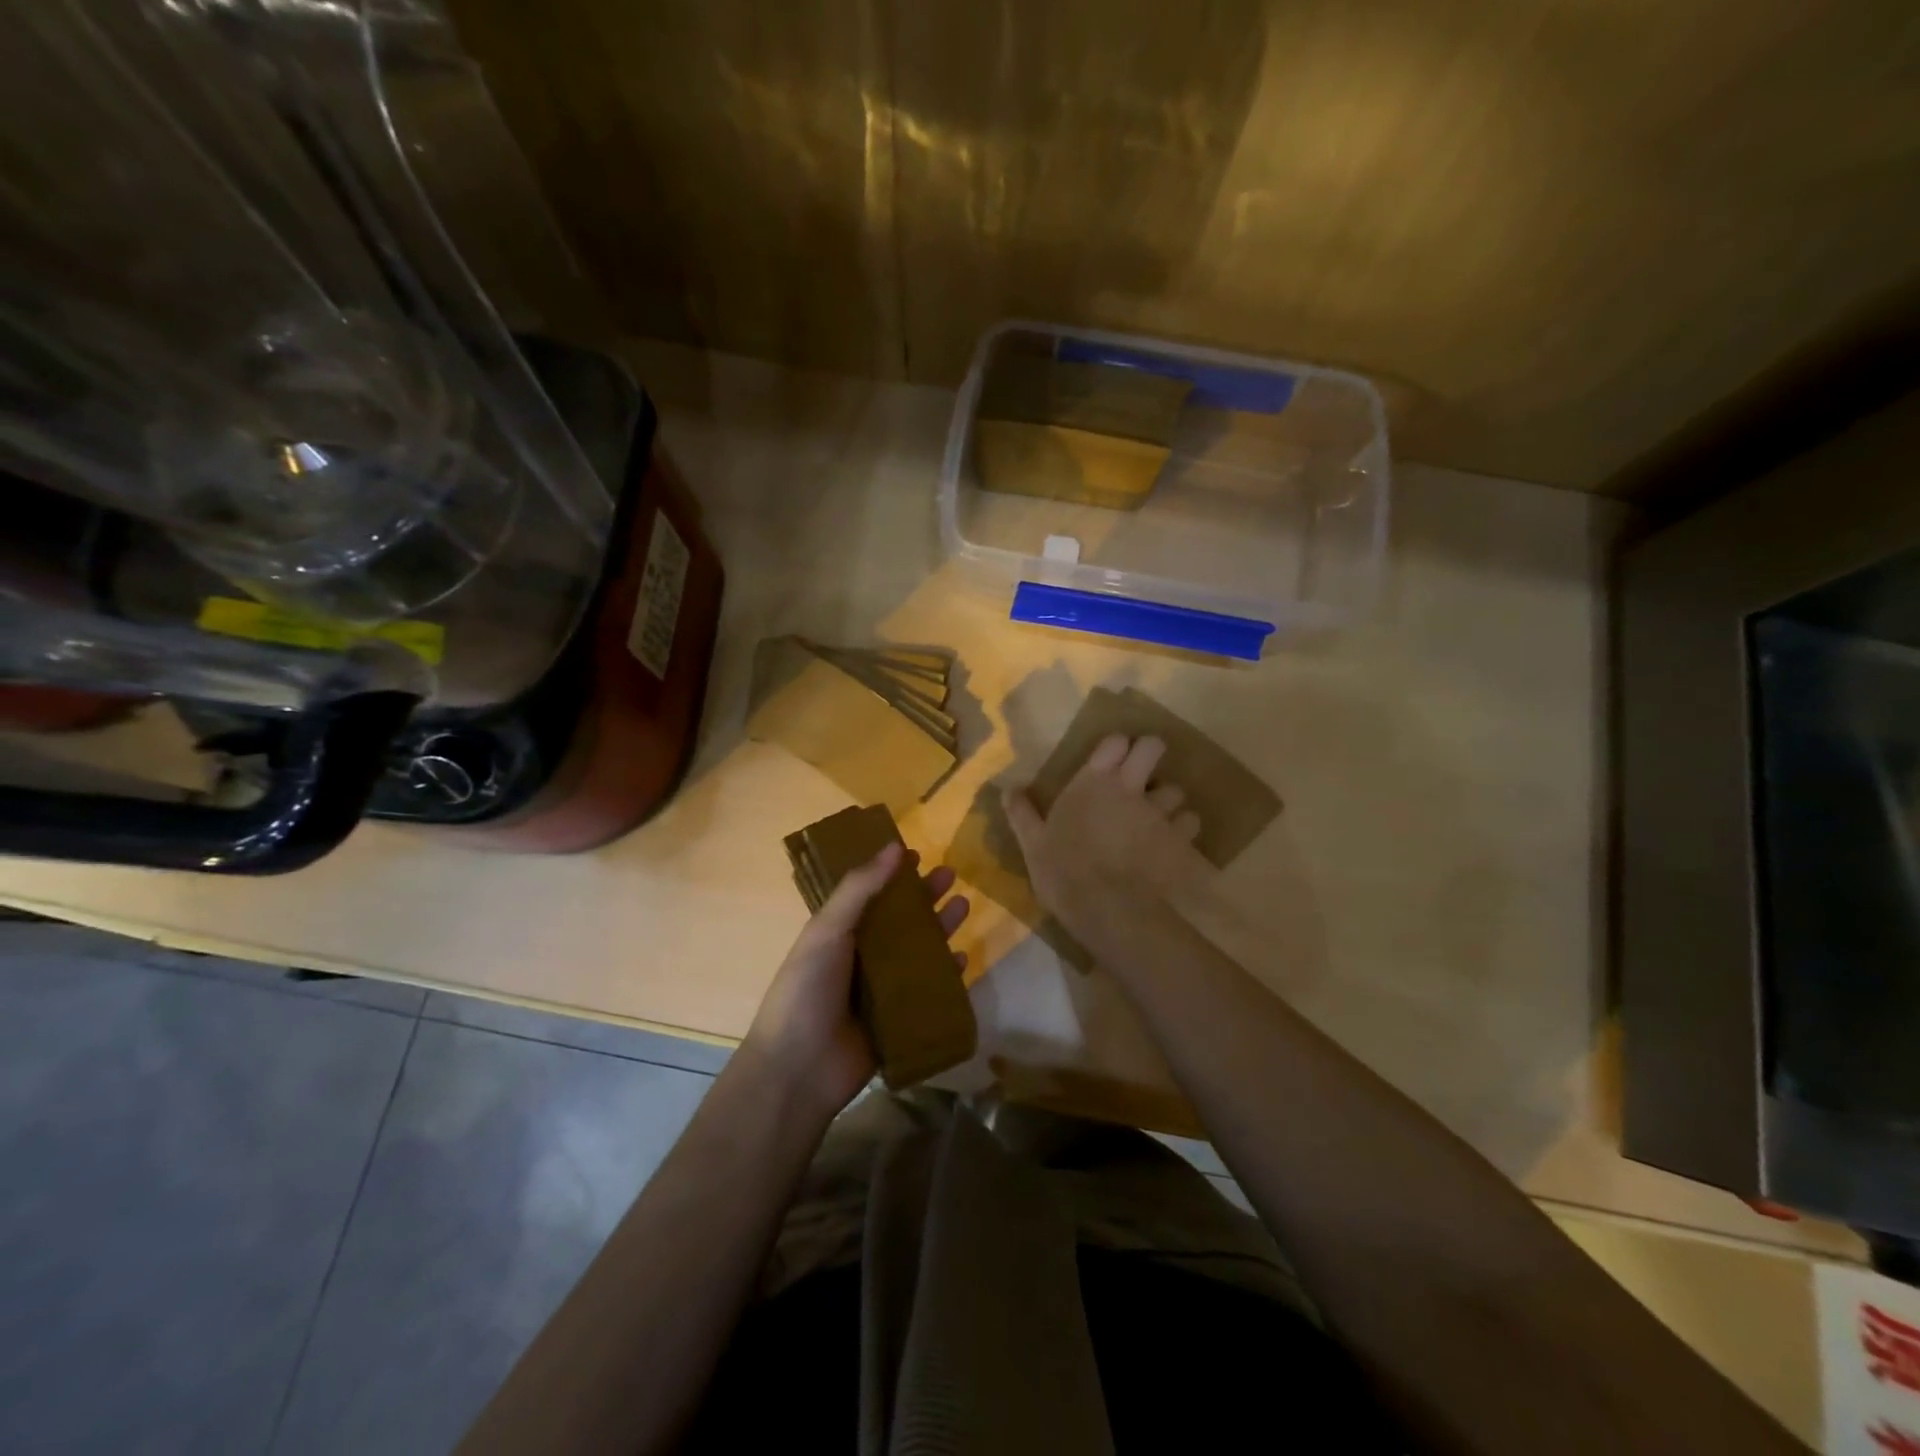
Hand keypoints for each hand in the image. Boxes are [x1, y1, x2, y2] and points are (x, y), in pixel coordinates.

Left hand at [740, 842, 969, 1122]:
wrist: (799, 1069)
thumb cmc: (806, 990)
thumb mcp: (827, 930)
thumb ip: (859, 889)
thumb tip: (894, 847)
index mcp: (838, 933)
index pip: (870, 894)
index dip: (892, 874)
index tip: (918, 853)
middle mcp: (861, 957)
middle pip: (900, 920)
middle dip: (924, 898)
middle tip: (951, 875)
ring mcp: (881, 990)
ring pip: (918, 952)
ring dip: (940, 929)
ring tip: (963, 906)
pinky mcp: (898, 1020)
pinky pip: (928, 992)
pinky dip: (946, 976)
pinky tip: (963, 960)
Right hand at [1004, 734, 1205, 956]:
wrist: (1108, 909)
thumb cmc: (1063, 871)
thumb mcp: (1032, 843)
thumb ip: (1022, 812)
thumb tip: (1007, 789)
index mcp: (1093, 782)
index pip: (1115, 741)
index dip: (1116, 746)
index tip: (1110, 759)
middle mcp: (1130, 787)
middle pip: (1153, 747)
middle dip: (1149, 753)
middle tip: (1139, 773)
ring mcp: (1158, 812)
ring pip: (1176, 789)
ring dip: (1167, 799)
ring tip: (1156, 815)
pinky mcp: (1178, 839)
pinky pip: (1189, 822)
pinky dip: (1182, 828)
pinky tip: (1171, 841)